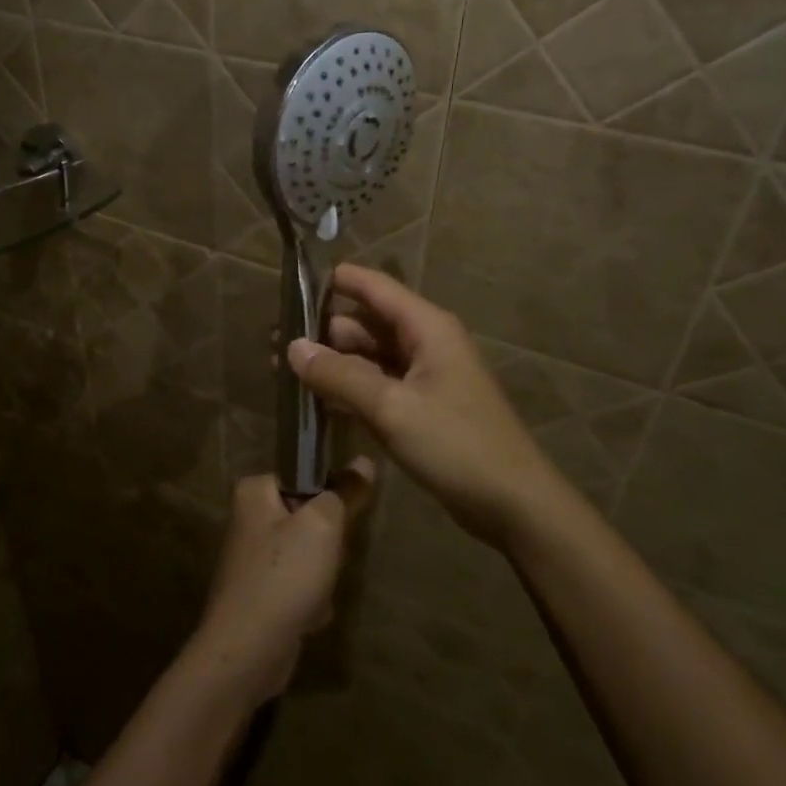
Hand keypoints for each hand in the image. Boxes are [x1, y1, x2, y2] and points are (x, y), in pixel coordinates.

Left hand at [189, 463, 376, 700]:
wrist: (247, 651)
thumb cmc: (284, 576)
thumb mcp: (323, 526)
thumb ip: (345, 492)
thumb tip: (364, 461)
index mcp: (254, 491)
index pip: (306, 475)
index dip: (330, 496)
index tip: (341, 520)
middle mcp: (249, 518)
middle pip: (310, 516)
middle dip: (328, 544)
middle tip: (327, 561)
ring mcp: (254, 557)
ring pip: (310, 553)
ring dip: (323, 575)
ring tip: (316, 593)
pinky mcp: (261, 591)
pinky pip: (300, 584)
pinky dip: (310, 599)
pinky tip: (307, 616)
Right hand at [286, 265, 562, 544]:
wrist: (512, 503)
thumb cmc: (456, 445)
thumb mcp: (391, 407)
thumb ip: (339, 375)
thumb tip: (292, 347)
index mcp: (426, 328)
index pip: (373, 287)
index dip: (334, 282)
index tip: (291, 286)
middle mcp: (424, 344)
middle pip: (366, 324)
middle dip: (322, 332)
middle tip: (273, 344)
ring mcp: (423, 378)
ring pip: (368, 358)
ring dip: (331, 364)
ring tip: (283, 373)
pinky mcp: (420, 408)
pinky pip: (376, 387)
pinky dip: (348, 391)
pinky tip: (315, 402)